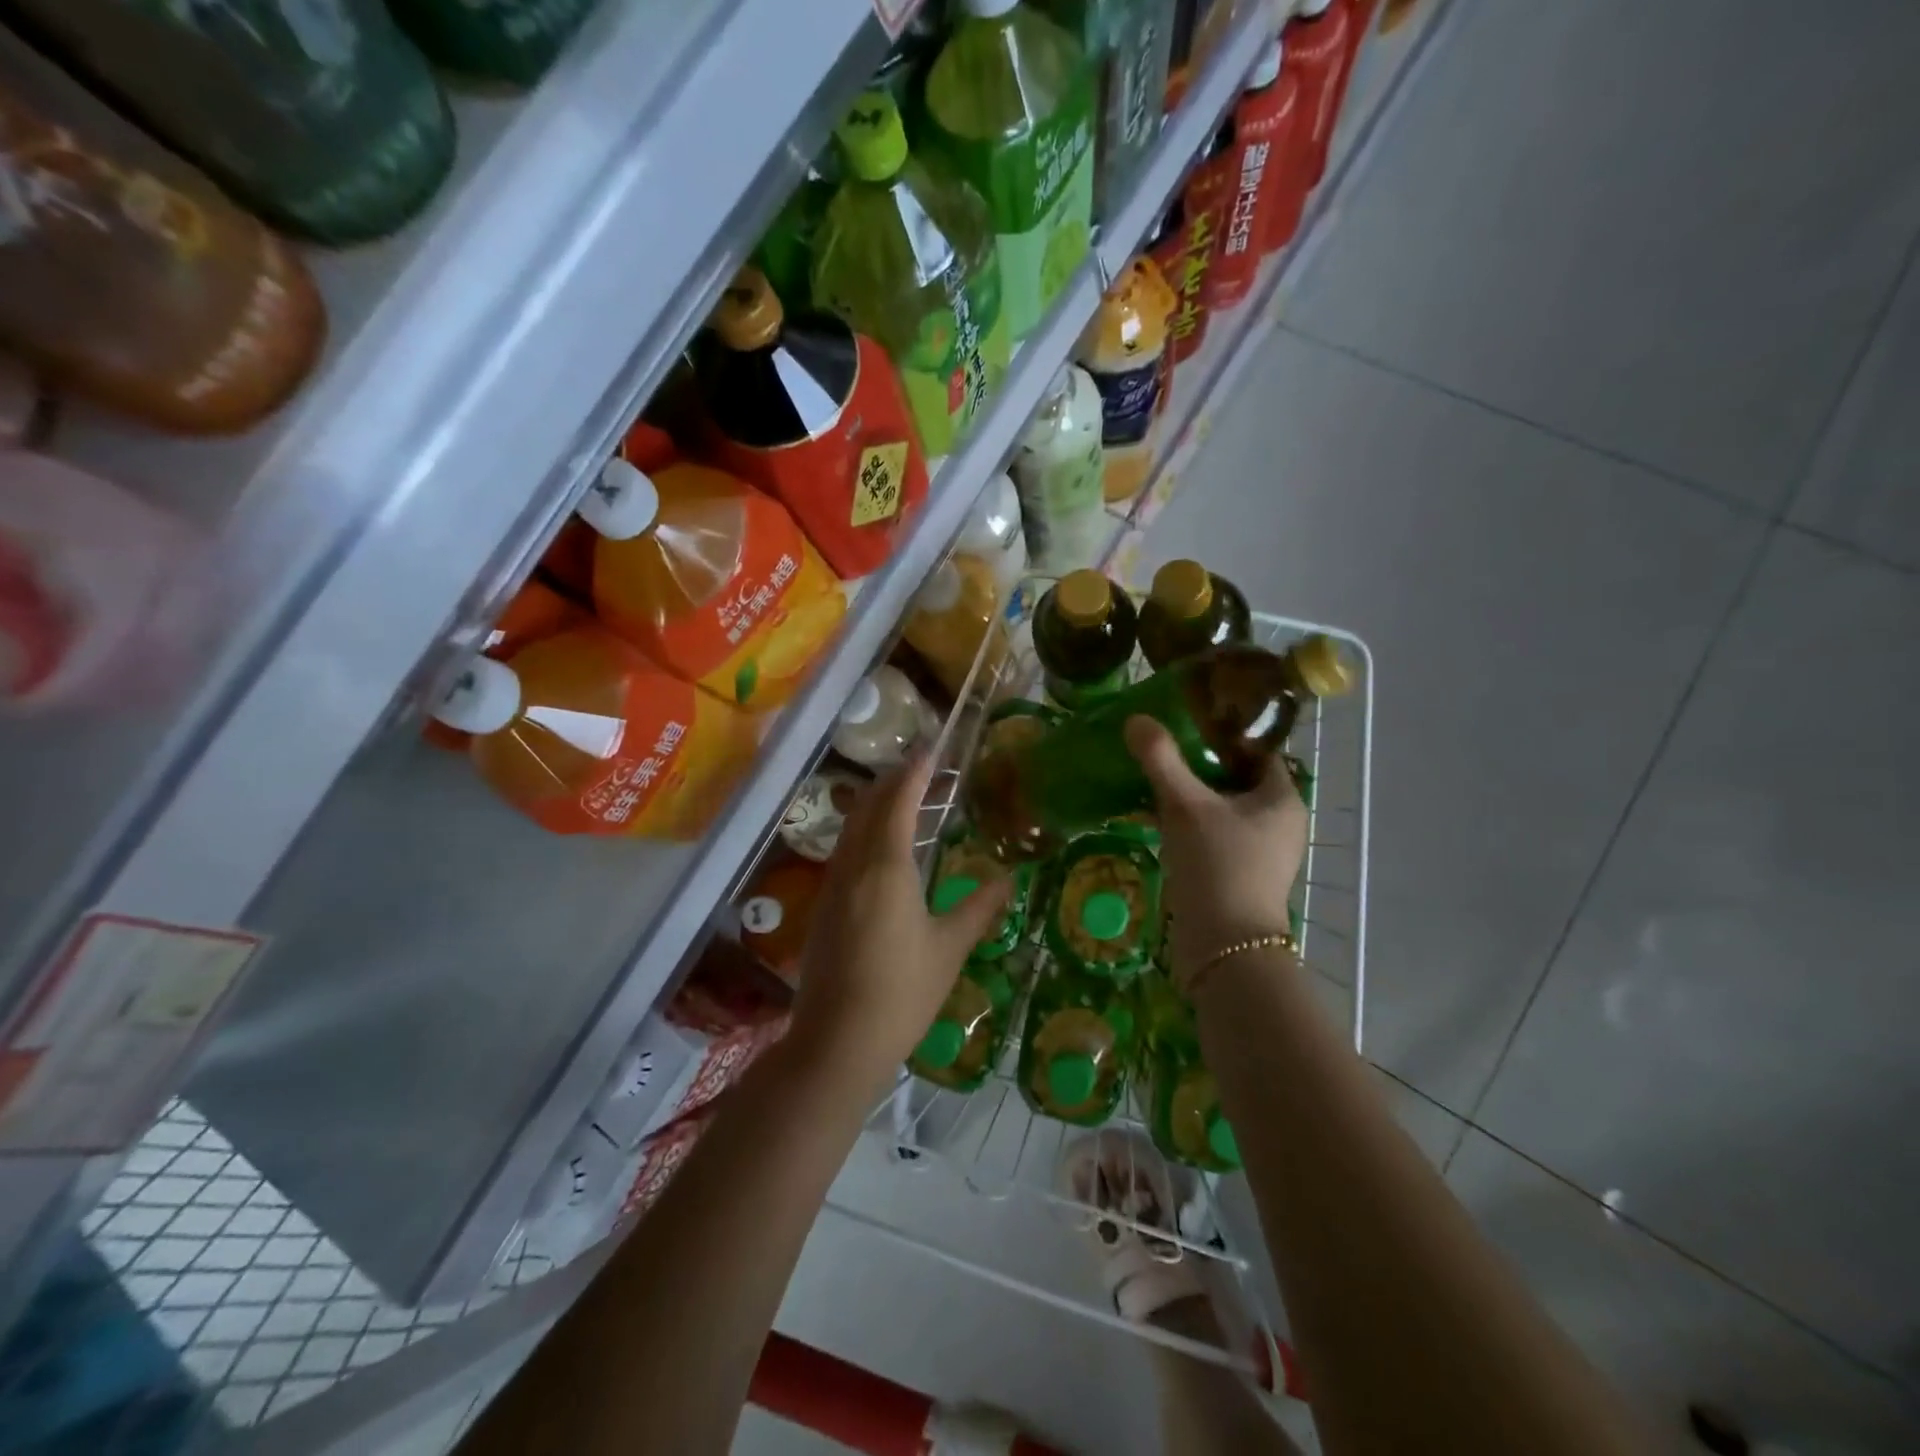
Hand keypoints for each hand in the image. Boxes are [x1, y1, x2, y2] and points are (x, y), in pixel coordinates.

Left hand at [790, 752, 1010, 1077]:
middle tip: (923, 769)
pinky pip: (844, 850)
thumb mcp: (949, 949)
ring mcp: (833, 885)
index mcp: (887, 868)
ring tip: (905, 799)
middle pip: (869, 806)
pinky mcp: (823, 906)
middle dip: (893, 781)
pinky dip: (864, 831)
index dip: (915, 772)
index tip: (931, 750)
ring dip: (876, 804)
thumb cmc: (903, 993)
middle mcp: (854, 866)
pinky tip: (882, 847)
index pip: (900, 802)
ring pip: (852, 827)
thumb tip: (1008, 879)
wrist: (838, 1041)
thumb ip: (979, 908)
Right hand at [1125, 716, 1306, 978]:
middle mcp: (1278, 823)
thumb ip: (1161, 760)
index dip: (1224, 734)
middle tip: (1162, 747)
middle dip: (1200, 764)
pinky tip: (1154, 817)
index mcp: (1282, 799)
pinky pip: (1212, 835)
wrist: (1223, 947)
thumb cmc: (1218, 866)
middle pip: (1236, 779)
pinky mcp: (1237, 875)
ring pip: (1221, 809)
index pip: (1257, 751)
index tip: (1187, 721)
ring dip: (1190, 795)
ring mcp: (1259, 852)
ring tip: (1152, 777)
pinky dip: (1188, 823)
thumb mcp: (1186, 806)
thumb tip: (1136, 718)